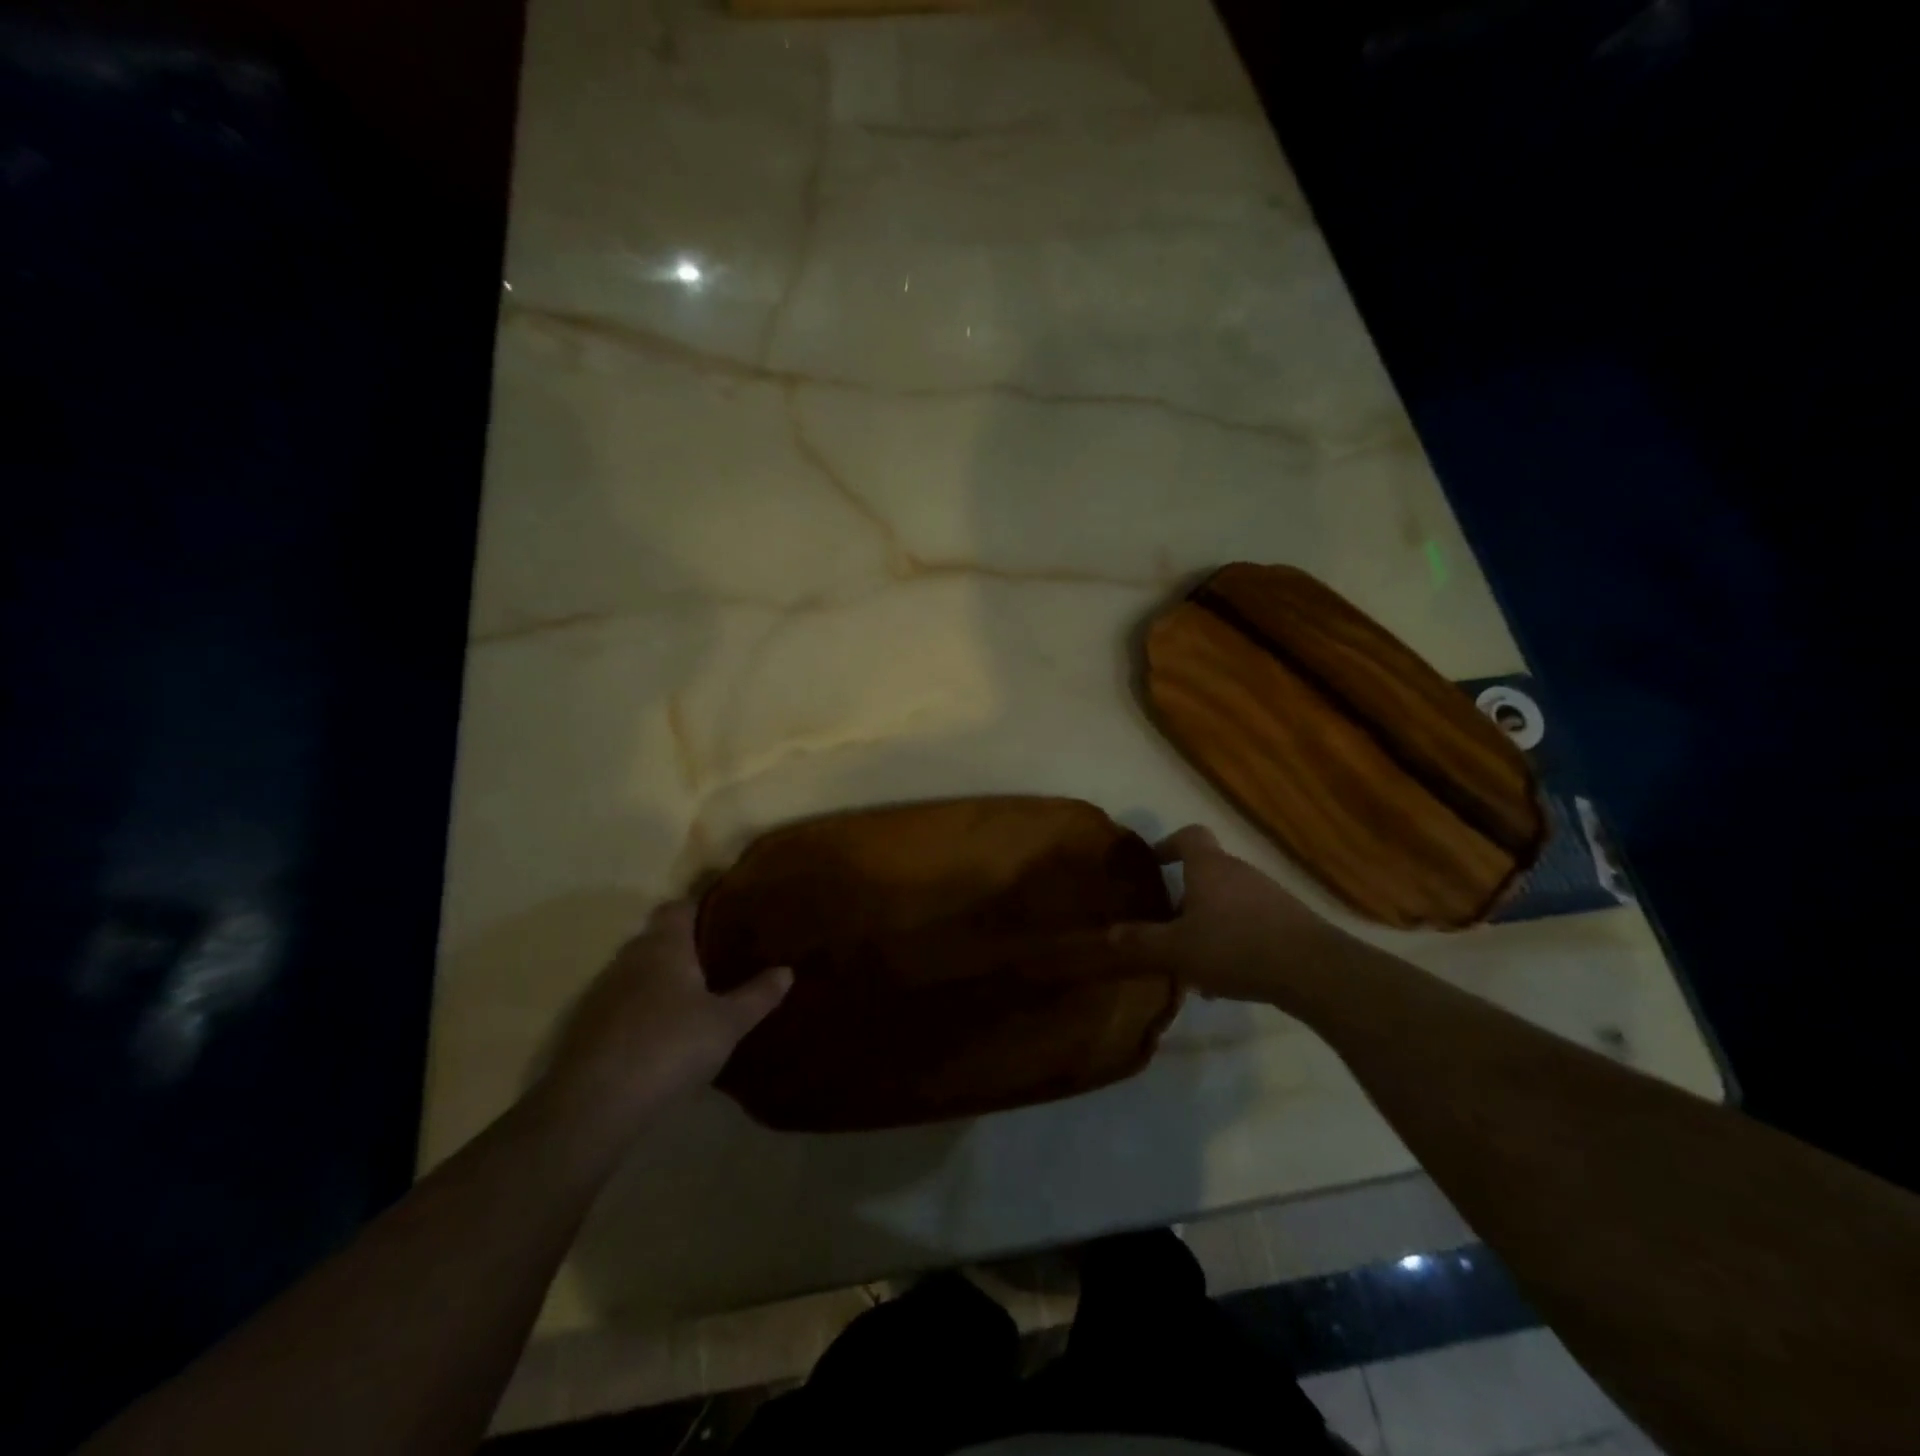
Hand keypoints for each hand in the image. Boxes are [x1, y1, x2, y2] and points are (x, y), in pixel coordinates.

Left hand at [541, 901, 790, 1132]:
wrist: (595, 1104)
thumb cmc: (670, 1046)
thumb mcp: (727, 1023)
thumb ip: (757, 995)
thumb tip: (786, 970)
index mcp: (664, 946)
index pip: (679, 907)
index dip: (700, 906)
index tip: (725, 914)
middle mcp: (630, 958)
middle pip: (657, 937)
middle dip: (684, 944)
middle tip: (718, 958)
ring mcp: (603, 993)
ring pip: (638, 971)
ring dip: (661, 978)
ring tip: (695, 996)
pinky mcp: (587, 1027)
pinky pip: (623, 1004)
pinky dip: (642, 1009)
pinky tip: (663, 1034)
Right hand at [1110, 825, 1351, 1002]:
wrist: (1313, 970)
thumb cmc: (1234, 947)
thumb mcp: (1177, 949)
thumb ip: (1142, 941)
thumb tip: (1109, 934)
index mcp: (1209, 867)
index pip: (1189, 835)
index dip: (1168, 844)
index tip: (1154, 864)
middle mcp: (1239, 872)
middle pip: (1207, 872)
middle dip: (1185, 896)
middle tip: (1166, 925)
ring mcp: (1269, 895)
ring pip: (1229, 902)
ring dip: (1209, 923)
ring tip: (1193, 960)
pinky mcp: (1290, 921)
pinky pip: (1251, 923)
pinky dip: (1234, 941)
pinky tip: (1226, 978)